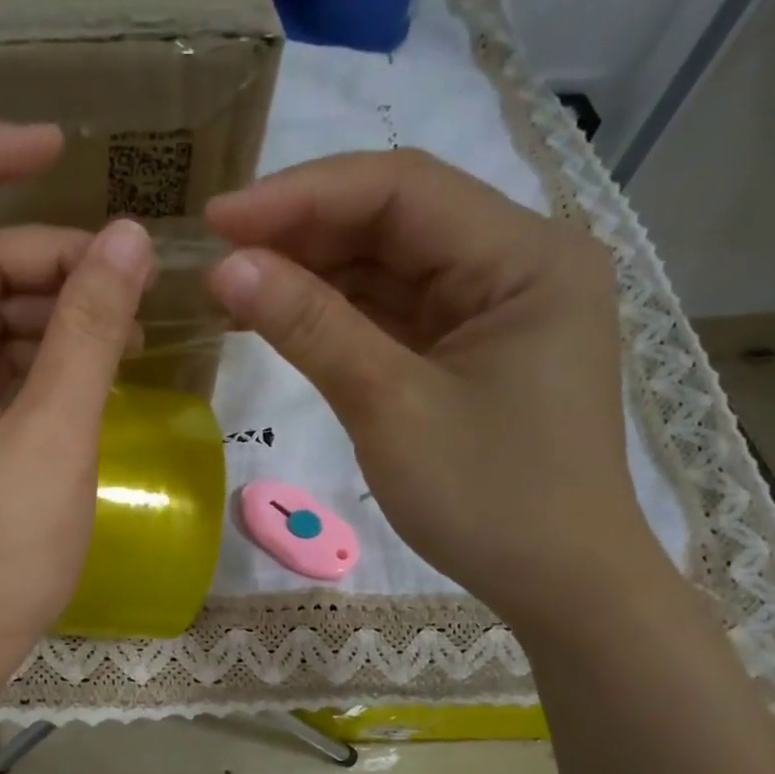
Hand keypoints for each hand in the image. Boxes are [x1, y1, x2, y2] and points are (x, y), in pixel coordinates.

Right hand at [206, 149, 659, 628]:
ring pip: (390, 263)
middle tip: (216, 257)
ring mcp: (495, 304)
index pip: (402, 191)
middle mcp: (519, 261)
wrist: (557, 582)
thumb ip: (309, 326)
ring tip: (232, 287)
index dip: (301, 196)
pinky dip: (336, 312)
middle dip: (302, 233)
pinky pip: (395, 308)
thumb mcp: (388, 406)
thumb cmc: (487, 499)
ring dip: (312, 272)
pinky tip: (279, 315)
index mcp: (527, 256)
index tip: (218, 219)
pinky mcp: (471, 344)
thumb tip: (226, 267)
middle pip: (396, 220)